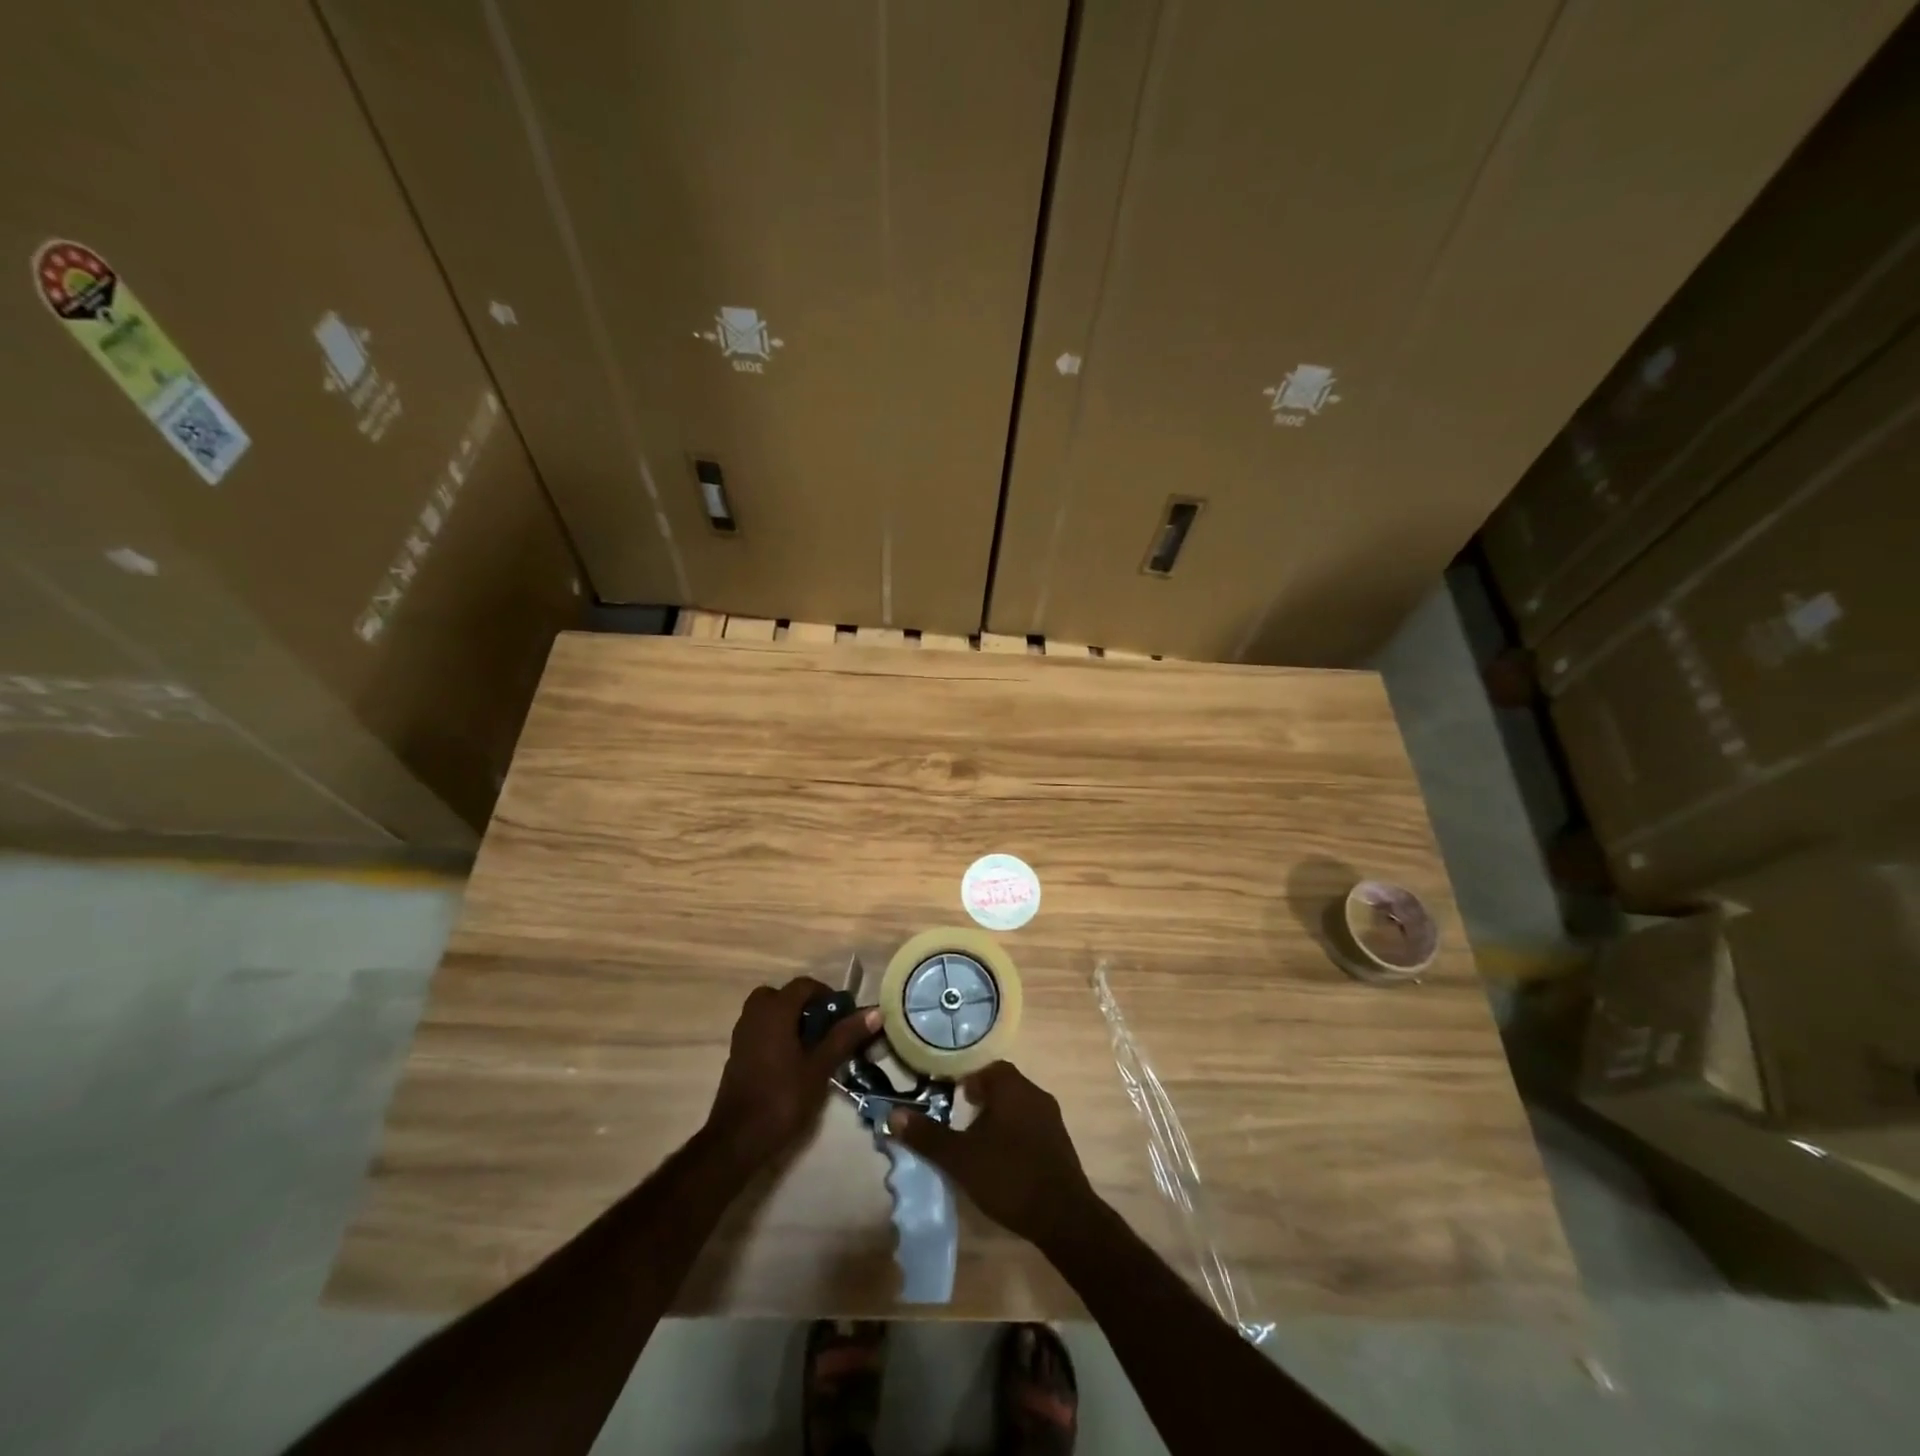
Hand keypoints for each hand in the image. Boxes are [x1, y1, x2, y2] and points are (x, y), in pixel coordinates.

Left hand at [706, 977, 879, 1169]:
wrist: (738, 1139)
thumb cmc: (783, 1098)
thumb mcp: (820, 1067)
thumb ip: (845, 1036)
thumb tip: (875, 1012)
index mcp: (775, 1011)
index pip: (804, 985)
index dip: (827, 995)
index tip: (843, 1016)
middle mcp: (755, 1015)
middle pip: (781, 995)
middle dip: (803, 1005)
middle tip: (823, 1027)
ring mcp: (742, 1034)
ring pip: (768, 1012)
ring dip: (788, 1019)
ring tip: (810, 1044)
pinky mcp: (736, 1054)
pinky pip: (759, 1029)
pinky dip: (775, 1034)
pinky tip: (791, 1060)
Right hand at [887, 1061, 1097, 1252]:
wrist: (1063, 1216)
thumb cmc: (1008, 1176)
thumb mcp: (960, 1158)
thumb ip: (927, 1136)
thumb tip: (893, 1114)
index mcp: (1012, 1086)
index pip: (985, 1065)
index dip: (964, 1075)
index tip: (947, 1091)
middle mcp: (1034, 1093)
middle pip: (1002, 1083)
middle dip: (979, 1096)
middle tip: (957, 1114)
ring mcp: (1050, 1118)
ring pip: (1016, 1104)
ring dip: (995, 1115)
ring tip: (974, 1138)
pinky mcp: (1059, 1142)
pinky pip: (1029, 1124)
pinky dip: (1012, 1131)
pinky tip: (1000, 1157)